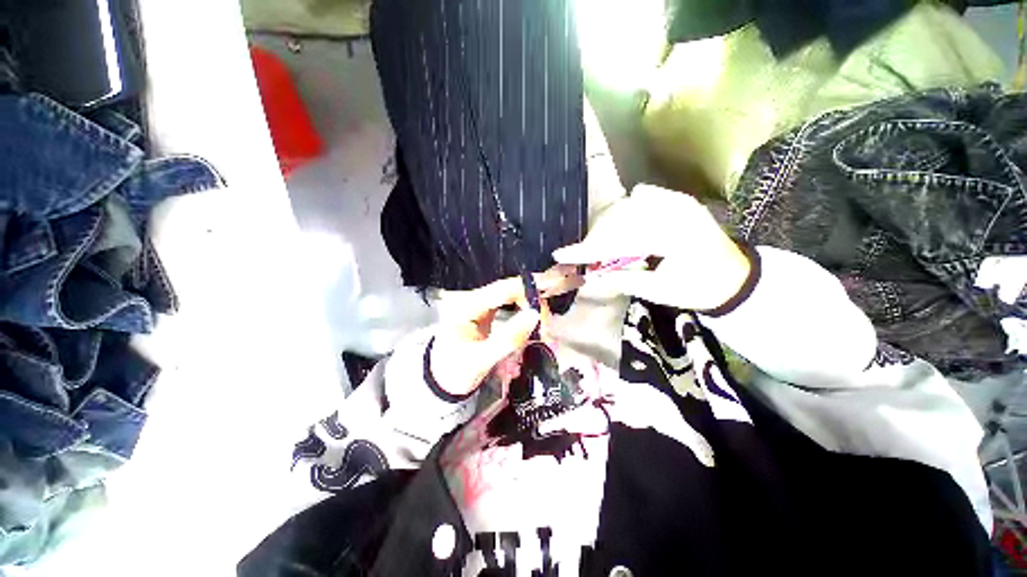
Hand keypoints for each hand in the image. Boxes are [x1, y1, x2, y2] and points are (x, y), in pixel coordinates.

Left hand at [430, 266, 583, 395]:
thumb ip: (507, 338)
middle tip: (569, 277)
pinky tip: (547, 297)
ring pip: (514, 292)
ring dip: (538, 290)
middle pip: (511, 287)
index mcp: (465, 306)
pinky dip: (531, 301)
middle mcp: (473, 299)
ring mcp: (481, 305)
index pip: (502, 290)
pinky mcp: (488, 312)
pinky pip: (513, 303)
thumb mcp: (479, 360)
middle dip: (539, 285)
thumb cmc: (455, 374)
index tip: (552, 296)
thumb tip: (534, 315)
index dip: (528, 291)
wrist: (441, 383)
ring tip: (565, 282)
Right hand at [553, 184, 750, 310]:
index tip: (561, 254)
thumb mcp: (661, 292)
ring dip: (606, 225)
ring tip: (597, 245)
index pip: (619, 240)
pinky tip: (621, 226)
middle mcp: (675, 209)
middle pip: (618, 219)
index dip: (588, 249)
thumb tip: (592, 276)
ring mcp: (676, 200)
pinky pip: (640, 197)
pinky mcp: (676, 199)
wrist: (735, 276)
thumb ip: (624, 280)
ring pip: (625, 206)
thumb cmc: (700, 288)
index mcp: (674, 236)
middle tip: (579, 255)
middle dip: (594, 238)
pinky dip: (624, 211)